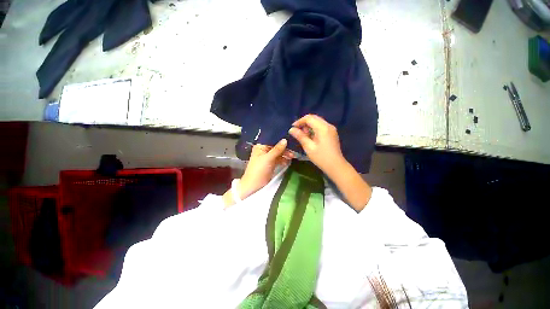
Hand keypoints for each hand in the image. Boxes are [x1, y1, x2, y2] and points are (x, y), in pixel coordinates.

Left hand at [239, 139, 292, 199]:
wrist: (255, 185)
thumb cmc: (259, 169)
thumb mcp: (268, 158)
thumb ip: (277, 149)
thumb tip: (285, 140)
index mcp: (260, 146)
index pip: (271, 139)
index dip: (280, 138)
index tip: (290, 137)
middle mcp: (264, 150)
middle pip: (276, 146)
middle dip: (284, 148)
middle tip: (293, 150)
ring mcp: (268, 157)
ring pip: (279, 153)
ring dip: (285, 154)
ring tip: (293, 156)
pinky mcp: (271, 163)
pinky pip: (279, 159)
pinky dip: (284, 160)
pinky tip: (289, 161)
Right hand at [289, 114, 345, 175]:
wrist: (336, 166)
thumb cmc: (321, 157)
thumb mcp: (309, 147)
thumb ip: (300, 136)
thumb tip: (291, 129)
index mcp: (322, 128)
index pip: (309, 118)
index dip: (299, 121)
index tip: (293, 128)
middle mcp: (328, 125)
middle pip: (314, 118)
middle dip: (304, 123)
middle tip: (297, 132)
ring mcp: (331, 129)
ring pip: (317, 122)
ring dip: (309, 126)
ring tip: (303, 136)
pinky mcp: (332, 133)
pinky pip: (321, 127)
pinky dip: (314, 129)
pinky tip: (310, 137)